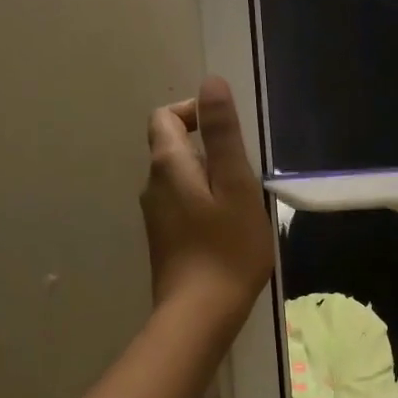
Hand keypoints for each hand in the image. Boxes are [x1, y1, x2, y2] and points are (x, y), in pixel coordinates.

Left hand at [141, 75, 274, 338]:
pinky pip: (182, 206)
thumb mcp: (235, 184)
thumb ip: (222, 134)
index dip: (193, 112)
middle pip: (171, 147)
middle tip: (244, 172)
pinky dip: (203, 204)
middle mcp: (152, 186)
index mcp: (167, 165)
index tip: (227, 132)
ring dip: (208, 179)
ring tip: (242, 203)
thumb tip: (210, 83)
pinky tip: (228, 229)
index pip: (165, 117)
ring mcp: (155, 217)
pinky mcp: (164, 241)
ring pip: (179, 180)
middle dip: (207, 148)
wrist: (200, 313)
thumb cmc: (227, 247)